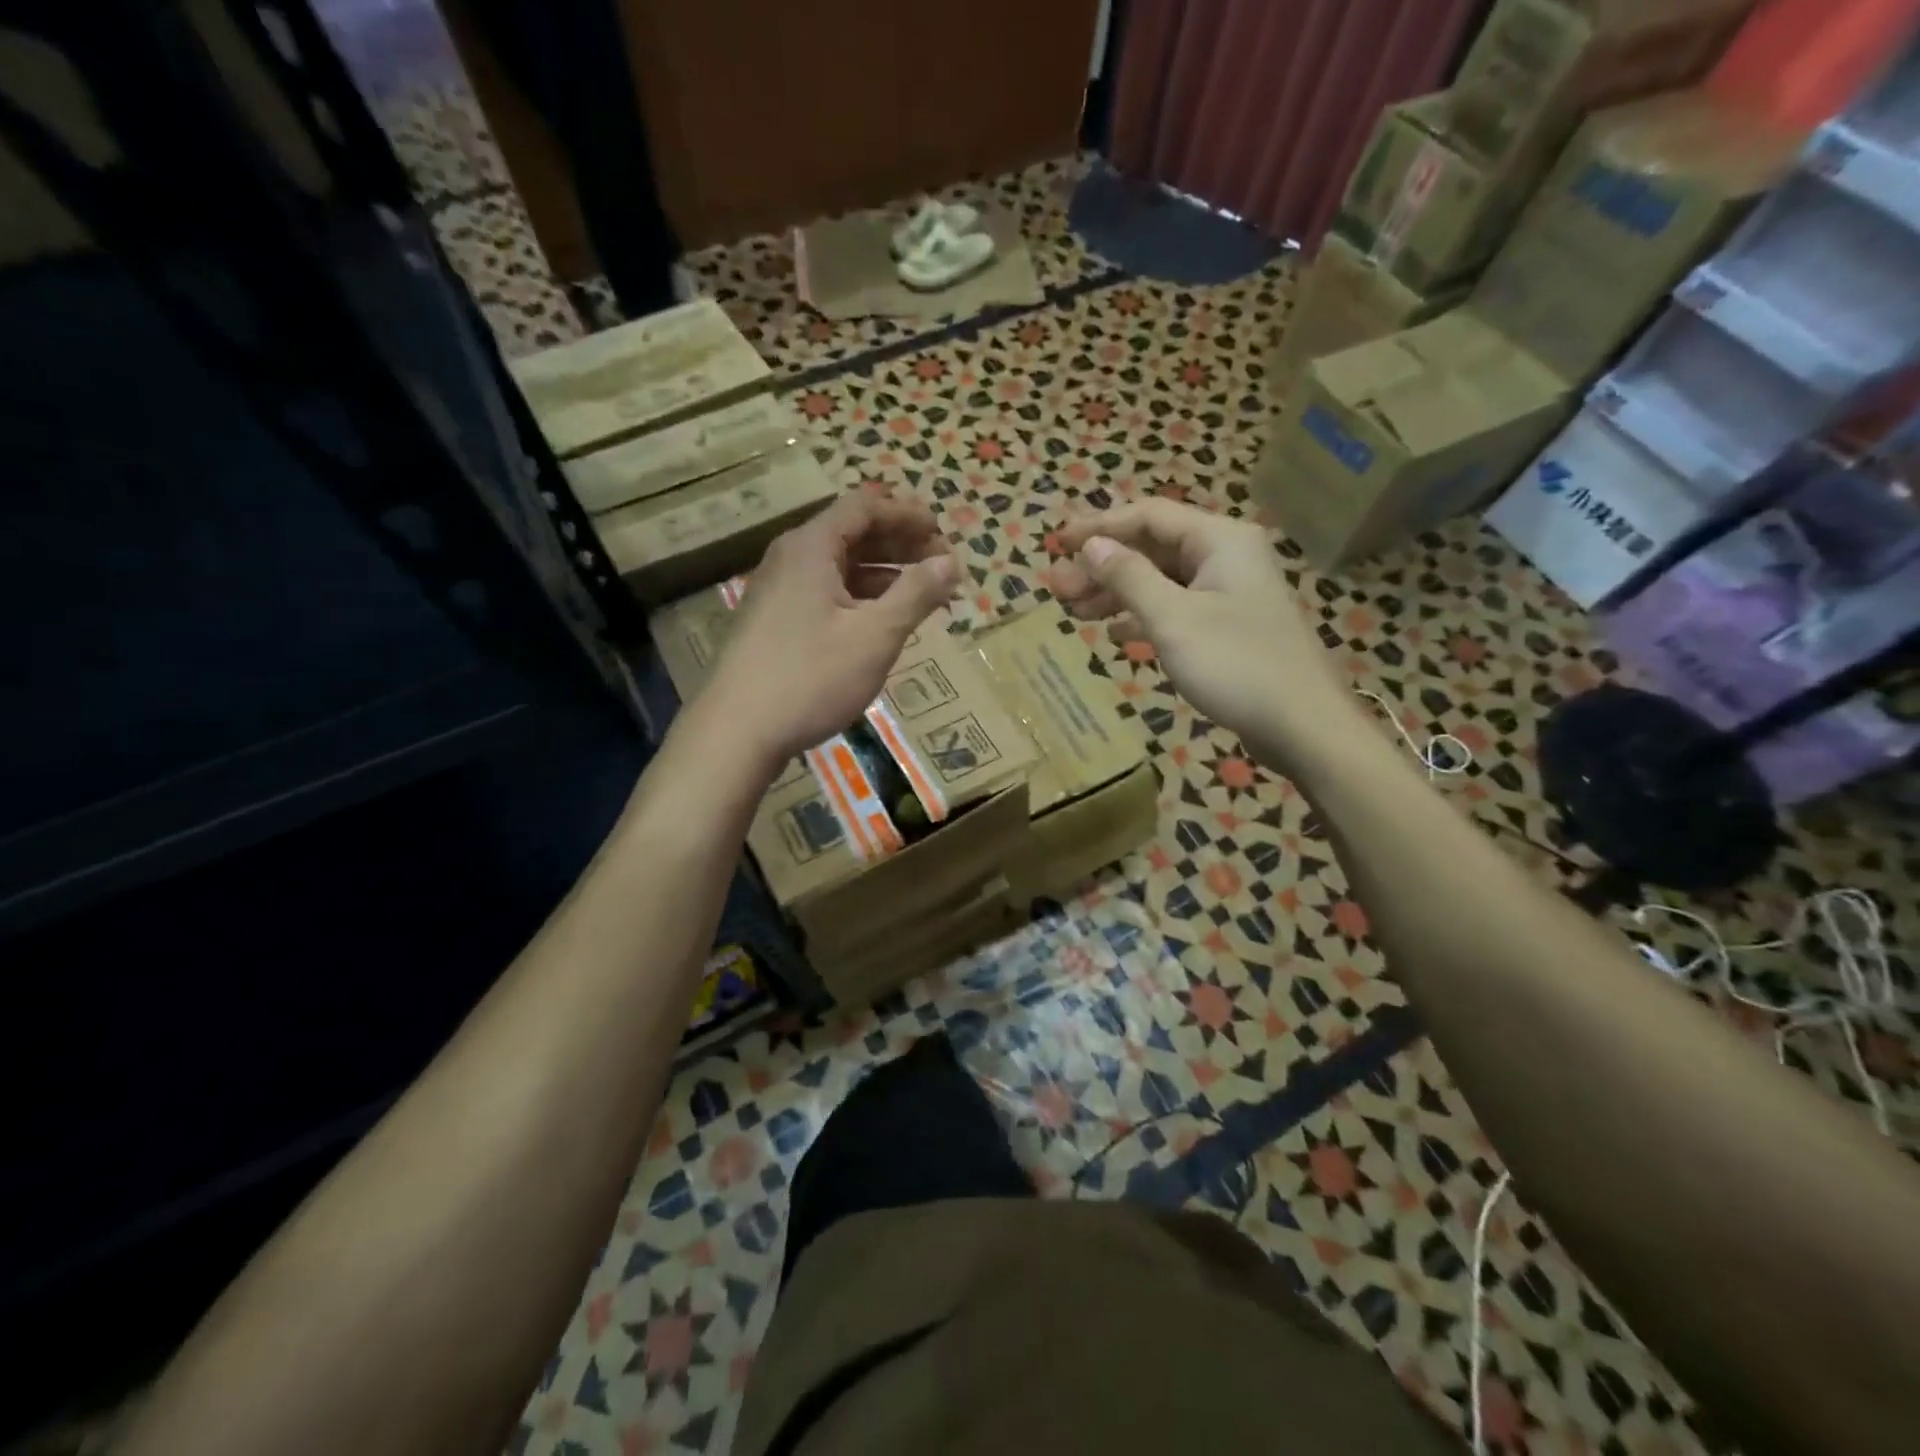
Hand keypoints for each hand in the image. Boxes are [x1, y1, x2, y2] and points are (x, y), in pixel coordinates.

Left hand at [699, 489, 960, 772]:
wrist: (736, 732)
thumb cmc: (811, 678)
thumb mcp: (875, 636)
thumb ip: (915, 595)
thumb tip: (950, 563)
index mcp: (811, 548)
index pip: (864, 508)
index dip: (907, 516)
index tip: (942, 534)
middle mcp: (790, 559)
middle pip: (852, 534)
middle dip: (900, 546)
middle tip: (941, 567)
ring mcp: (777, 592)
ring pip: (839, 568)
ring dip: (883, 576)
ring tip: (921, 597)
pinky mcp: (774, 622)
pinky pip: (824, 594)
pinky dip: (859, 599)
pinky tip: (881, 624)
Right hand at [1048, 500, 1358, 771]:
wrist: (1302, 725)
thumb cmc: (1235, 665)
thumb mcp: (1172, 619)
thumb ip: (1129, 578)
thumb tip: (1091, 546)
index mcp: (1219, 539)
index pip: (1148, 516)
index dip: (1099, 527)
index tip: (1058, 543)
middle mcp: (1226, 556)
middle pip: (1153, 548)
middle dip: (1103, 566)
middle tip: (1057, 587)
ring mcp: (1229, 592)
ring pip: (1162, 580)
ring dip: (1117, 592)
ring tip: (1074, 611)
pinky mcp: (1228, 626)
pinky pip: (1176, 607)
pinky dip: (1143, 616)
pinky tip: (1115, 634)